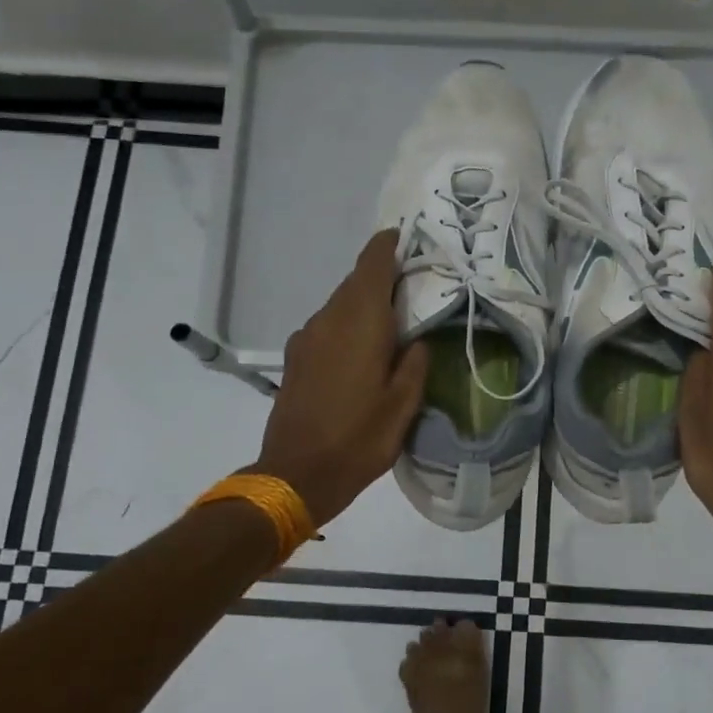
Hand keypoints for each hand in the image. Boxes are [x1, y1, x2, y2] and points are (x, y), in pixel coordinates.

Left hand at [252, 230, 428, 527]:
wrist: (296, 474)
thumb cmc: (359, 438)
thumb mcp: (404, 404)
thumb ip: (415, 362)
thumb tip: (416, 339)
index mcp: (360, 322)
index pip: (372, 264)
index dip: (389, 245)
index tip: (408, 238)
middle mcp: (329, 319)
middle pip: (356, 282)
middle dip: (383, 277)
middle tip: (414, 287)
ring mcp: (307, 338)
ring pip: (340, 305)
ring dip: (364, 304)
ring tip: (392, 323)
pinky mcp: (296, 358)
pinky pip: (326, 326)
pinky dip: (347, 326)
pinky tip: (361, 352)